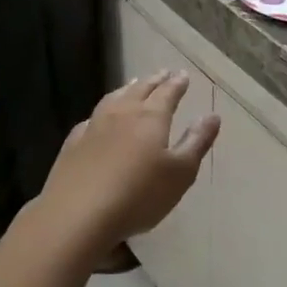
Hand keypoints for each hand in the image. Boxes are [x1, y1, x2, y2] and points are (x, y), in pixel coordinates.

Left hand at [36, 71, 219, 256]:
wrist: (78, 214)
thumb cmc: (139, 195)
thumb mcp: (180, 173)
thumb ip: (197, 142)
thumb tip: (212, 115)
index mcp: (151, 118)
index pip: (168, 93)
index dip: (177, 83)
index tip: (183, 75)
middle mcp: (122, 114)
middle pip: (141, 90)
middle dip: (154, 81)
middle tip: (163, 73)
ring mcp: (94, 126)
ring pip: (114, 99)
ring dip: (127, 89)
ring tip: (134, 84)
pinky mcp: (73, 144)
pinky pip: (92, 118)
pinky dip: (102, 111)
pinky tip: (99, 118)